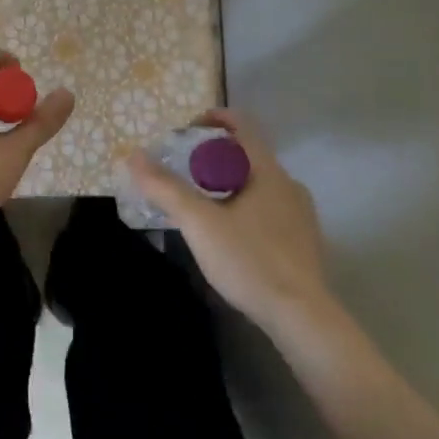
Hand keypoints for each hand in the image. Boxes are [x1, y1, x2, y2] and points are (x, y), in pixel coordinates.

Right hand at [128, 108, 333, 326]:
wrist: (302, 319)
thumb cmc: (250, 260)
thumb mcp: (198, 222)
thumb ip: (165, 187)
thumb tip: (134, 156)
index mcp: (268, 172)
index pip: (242, 125)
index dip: (212, 119)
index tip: (185, 132)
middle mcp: (289, 185)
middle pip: (246, 156)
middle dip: (212, 158)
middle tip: (183, 173)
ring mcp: (301, 216)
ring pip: (257, 185)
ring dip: (228, 185)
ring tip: (200, 205)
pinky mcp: (303, 243)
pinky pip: (268, 210)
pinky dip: (243, 208)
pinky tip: (227, 236)